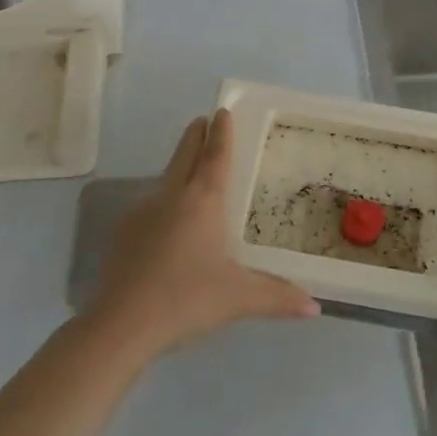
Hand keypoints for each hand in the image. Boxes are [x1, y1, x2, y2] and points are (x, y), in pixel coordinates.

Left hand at [87, 110, 319, 360]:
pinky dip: (163, 203)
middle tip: (202, 120)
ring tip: (190, 173)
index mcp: (202, 201)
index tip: (222, 111)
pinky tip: (167, 225)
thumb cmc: (187, 299)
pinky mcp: (123, 235)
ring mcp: (141, 213)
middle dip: (195, 136)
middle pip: (184, 156)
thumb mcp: (239, 298)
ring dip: (178, 168)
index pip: (215, 156)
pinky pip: (149, 207)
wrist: (121, 324)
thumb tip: (315, 307)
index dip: (221, 133)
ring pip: (164, 180)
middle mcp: (171, 197)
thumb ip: (277, 297)